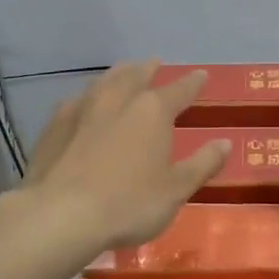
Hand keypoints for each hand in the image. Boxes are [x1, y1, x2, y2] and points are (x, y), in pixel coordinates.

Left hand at [20, 61, 230, 253]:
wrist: (59, 215)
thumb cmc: (128, 203)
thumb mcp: (176, 190)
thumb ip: (202, 164)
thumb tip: (225, 143)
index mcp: (152, 111)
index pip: (179, 90)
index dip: (192, 83)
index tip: (201, 75)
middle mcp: (117, 99)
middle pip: (136, 75)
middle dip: (149, 69)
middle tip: (155, 63)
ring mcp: (81, 109)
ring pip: (104, 81)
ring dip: (117, 75)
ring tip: (123, 73)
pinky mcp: (53, 125)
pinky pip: (76, 101)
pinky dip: (88, 98)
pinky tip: (83, 104)